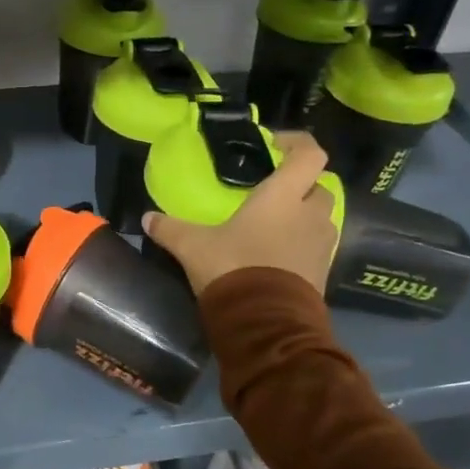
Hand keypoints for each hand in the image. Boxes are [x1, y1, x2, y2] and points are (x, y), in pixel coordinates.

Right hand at [143, 132, 339, 295]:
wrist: (266, 325)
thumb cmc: (233, 268)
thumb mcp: (192, 247)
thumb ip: (170, 229)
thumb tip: (146, 219)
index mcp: (283, 197)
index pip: (310, 155)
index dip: (298, 143)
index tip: (275, 145)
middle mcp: (310, 215)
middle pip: (320, 187)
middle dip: (301, 185)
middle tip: (273, 190)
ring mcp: (322, 246)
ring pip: (321, 219)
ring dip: (303, 216)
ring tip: (273, 224)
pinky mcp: (323, 273)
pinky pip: (317, 247)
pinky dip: (302, 244)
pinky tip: (275, 254)